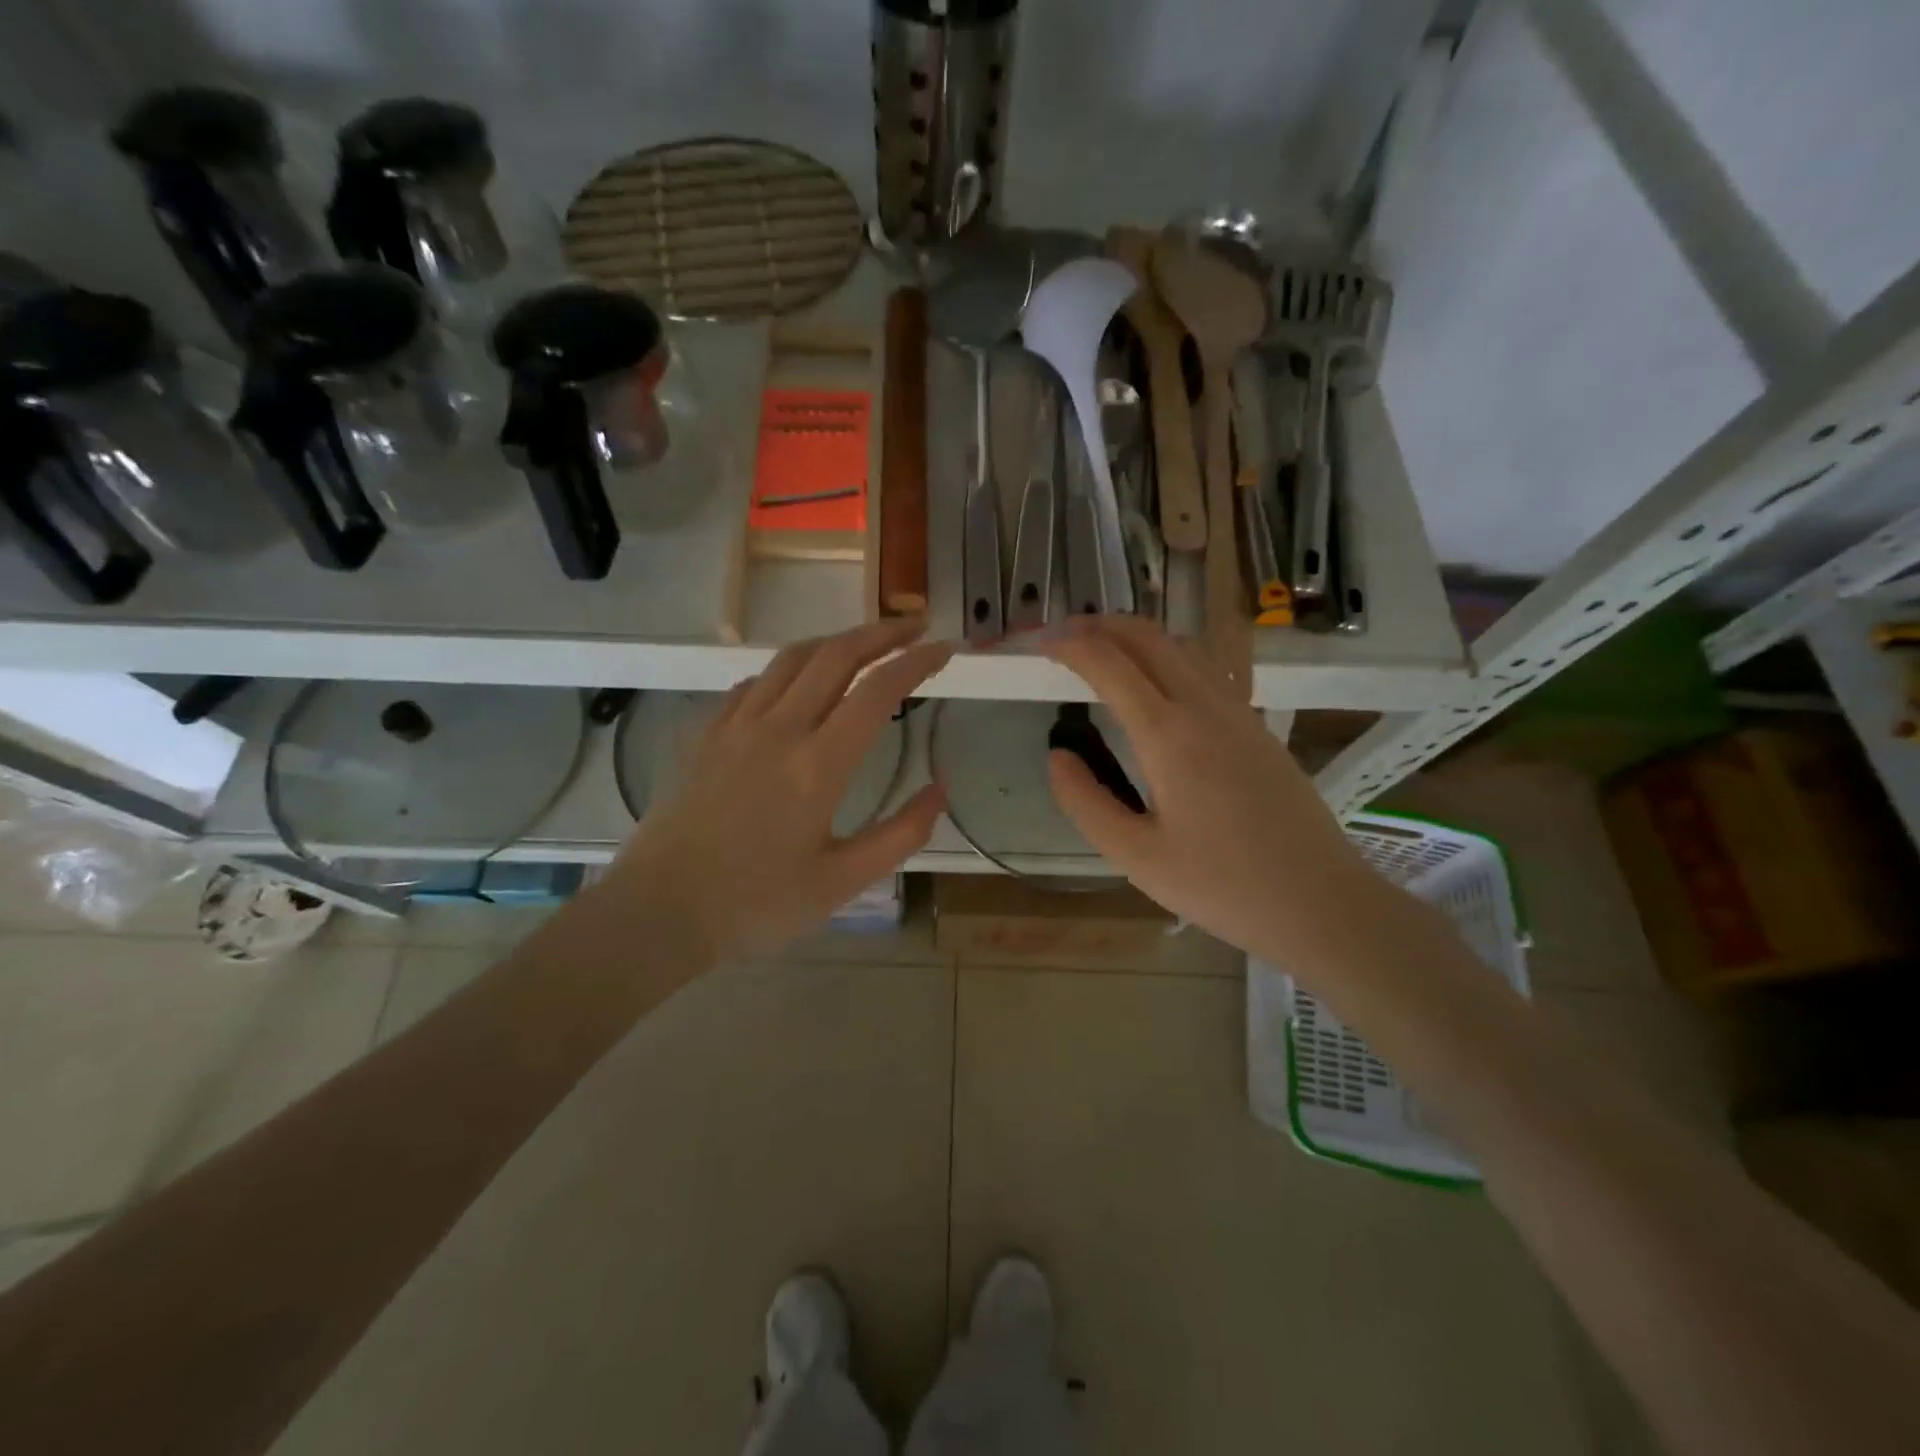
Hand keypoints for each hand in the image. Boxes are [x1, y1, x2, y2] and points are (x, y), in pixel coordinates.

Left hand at [610, 618, 952, 960]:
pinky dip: (788, 669)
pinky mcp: (707, 735)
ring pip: (792, 658)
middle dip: (882, 633)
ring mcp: (736, 726)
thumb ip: (901, 834)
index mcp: (819, 764)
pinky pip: (753, 683)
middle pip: (836, 655)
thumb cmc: (756, 904)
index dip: (917, 662)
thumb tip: (941, 788)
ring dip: (835, 641)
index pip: (878, 691)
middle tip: (915, 627)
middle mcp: (779, 729)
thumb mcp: (843, 883)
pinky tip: (797, 683)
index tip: (944, 649)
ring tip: (864, 643)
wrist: (659, 911)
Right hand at [1041, 615, 1390, 978]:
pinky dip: (1166, 655)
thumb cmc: (1222, 886)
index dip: (1069, 644)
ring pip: (1182, 646)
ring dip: (1136, 635)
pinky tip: (1154, 683)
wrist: (1322, 902)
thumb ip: (1086, 801)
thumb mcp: (1136, 856)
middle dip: (1100, 625)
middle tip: (1062, 634)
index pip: (1110, 664)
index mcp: (1169, 735)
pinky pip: (1205, 668)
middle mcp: (1205, 707)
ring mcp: (1238, 712)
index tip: (1040, 645)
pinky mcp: (1257, 727)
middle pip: (1149, 637)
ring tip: (1101, 650)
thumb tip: (1057, 755)